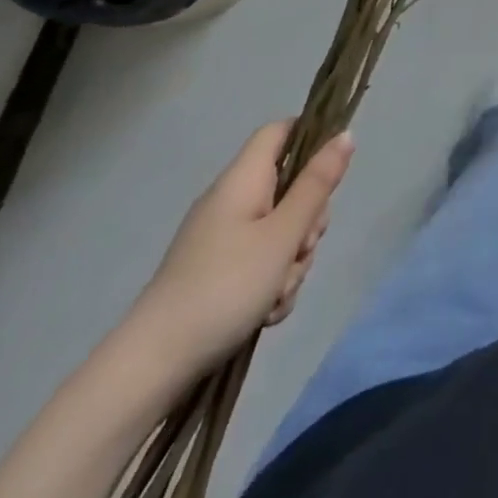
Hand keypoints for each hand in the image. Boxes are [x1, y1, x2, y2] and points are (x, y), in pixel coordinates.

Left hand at [127, 124, 353, 375]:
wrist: (152, 366)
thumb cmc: (225, 287)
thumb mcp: (283, 234)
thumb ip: (317, 184)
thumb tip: (345, 135)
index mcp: (243, 180)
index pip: (281, 131)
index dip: (311, 138)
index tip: (331, 173)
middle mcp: (231, 201)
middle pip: (289, 187)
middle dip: (308, 220)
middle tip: (302, 248)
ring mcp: (222, 239)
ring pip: (280, 231)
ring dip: (291, 260)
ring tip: (277, 293)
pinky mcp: (217, 272)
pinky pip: (261, 262)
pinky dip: (271, 283)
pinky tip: (266, 312)